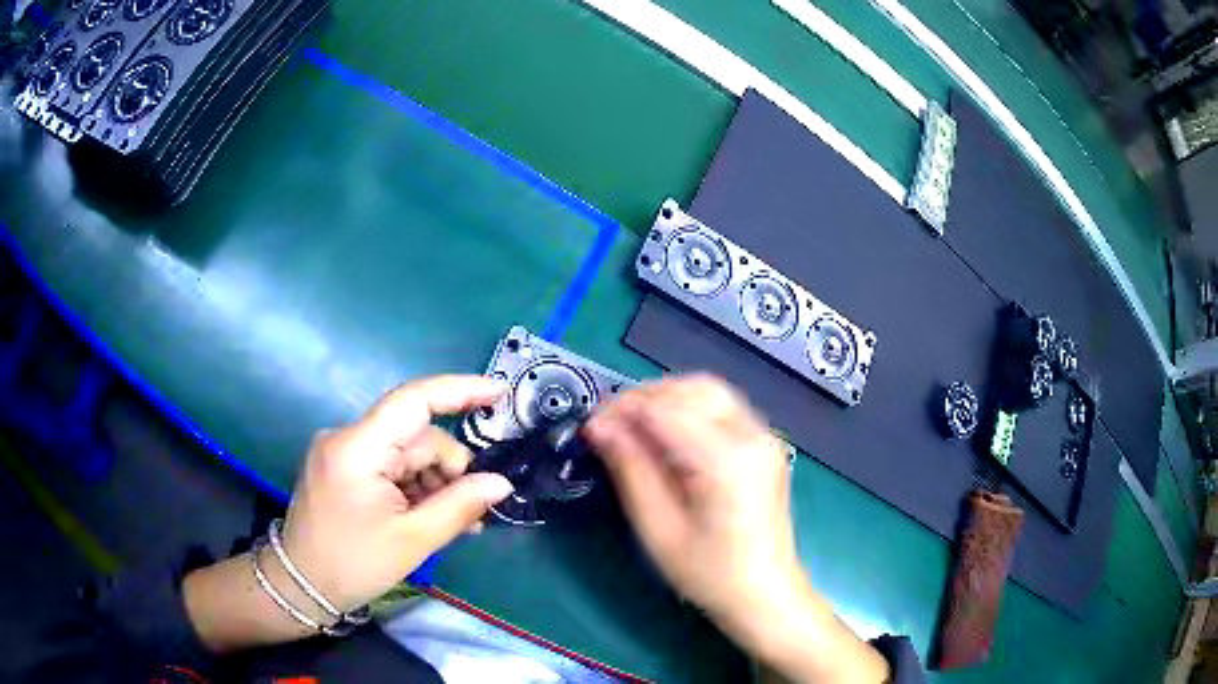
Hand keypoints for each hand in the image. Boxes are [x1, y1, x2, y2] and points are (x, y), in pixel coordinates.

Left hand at [280, 375, 514, 612]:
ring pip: (406, 452)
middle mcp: (347, 437)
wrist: (301, 584)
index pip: (412, 401)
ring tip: (453, 523)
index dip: (459, 391)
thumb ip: (460, 506)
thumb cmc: (353, 564)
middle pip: (416, 436)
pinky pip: (390, 464)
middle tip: (473, 511)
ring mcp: (342, 451)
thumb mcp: (413, 540)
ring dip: (434, 482)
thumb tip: (501, 483)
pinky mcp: (342, 466)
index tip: (499, 392)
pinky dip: (414, 486)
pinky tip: (429, 516)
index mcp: (358, 449)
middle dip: (449, 468)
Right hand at [583, 374, 801, 635]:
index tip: (590, 424)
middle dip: (645, 397)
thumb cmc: (709, 572)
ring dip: (667, 398)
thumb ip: (630, 470)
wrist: (764, 593)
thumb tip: (599, 426)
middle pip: (693, 388)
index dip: (623, 409)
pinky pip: (723, 407)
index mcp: (727, 461)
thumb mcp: (658, 528)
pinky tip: (667, 433)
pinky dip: (689, 408)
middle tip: (610, 424)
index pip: (667, 410)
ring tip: (633, 426)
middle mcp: (753, 436)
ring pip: (709, 390)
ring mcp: (765, 437)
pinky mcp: (765, 444)